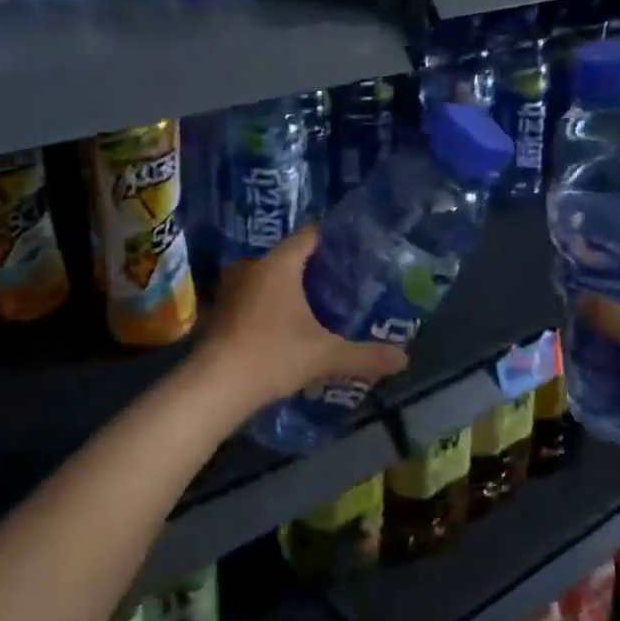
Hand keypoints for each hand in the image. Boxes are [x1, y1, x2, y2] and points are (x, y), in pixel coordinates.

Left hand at [195, 225, 408, 411]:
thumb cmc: (272, 356)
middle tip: (347, 280)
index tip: (357, 250)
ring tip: (322, 303)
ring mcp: (233, 288)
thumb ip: (365, 355)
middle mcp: (253, 266)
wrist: (215, 386)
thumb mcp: (325, 356)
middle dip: (317, 267)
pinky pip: (256, 295)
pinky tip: (289, 324)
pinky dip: (273, 303)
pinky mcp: (222, 310)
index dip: (335, 239)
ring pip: (271, 277)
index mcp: (279, 264)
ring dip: (292, 287)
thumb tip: (404, 358)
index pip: (311, 234)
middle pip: (291, 255)